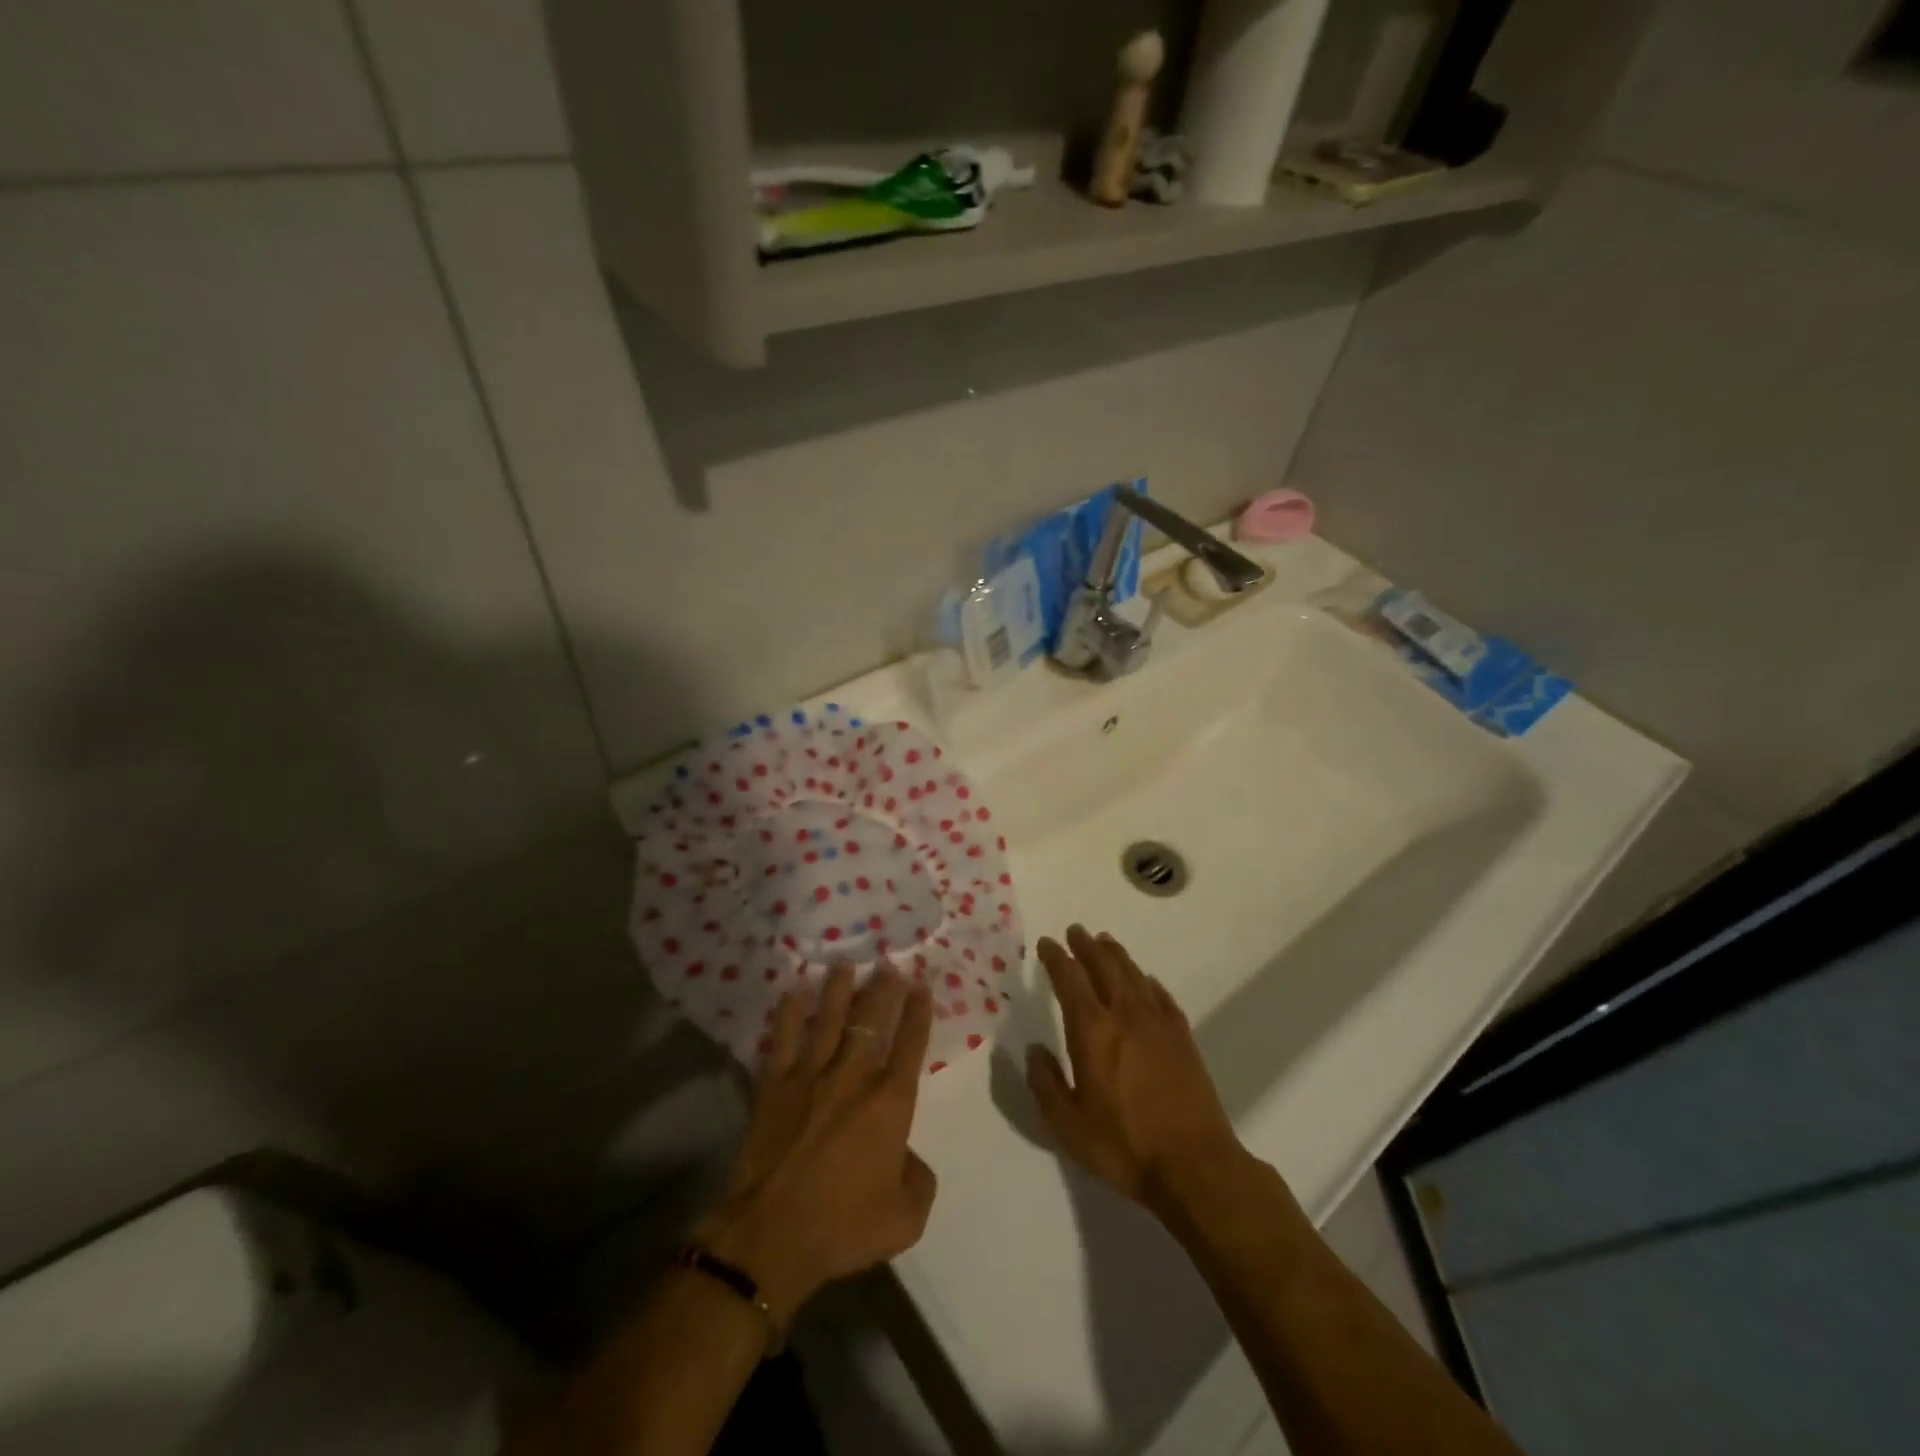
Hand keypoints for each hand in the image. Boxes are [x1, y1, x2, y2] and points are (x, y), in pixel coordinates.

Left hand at [694, 966, 936, 1326]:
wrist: (772, 1236)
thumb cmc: (844, 1226)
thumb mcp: (906, 1217)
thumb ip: (919, 1179)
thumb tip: (908, 1156)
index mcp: (890, 1101)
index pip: (911, 1043)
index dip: (919, 1012)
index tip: (922, 986)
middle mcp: (854, 1076)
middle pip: (873, 1019)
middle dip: (884, 988)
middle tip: (889, 963)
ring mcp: (810, 1075)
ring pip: (829, 1018)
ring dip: (839, 989)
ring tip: (845, 965)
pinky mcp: (774, 1085)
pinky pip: (783, 1039)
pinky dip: (788, 1015)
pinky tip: (793, 994)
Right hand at [1026, 926, 1245, 1215]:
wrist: (1195, 1166)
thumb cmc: (1124, 1146)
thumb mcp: (1068, 1125)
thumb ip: (1045, 1083)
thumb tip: (1034, 1049)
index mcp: (1092, 1031)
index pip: (1070, 979)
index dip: (1056, 958)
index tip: (1047, 943)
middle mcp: (1125, 1015)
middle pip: (1104, 966)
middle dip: (1086, 946)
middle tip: (1075, 931)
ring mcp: (1159, 1024)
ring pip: (1134, 975)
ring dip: (1116, 955)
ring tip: (1105, 942)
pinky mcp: (1183, 1038)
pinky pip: (1162, 997)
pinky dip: (1149, 982)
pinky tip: (1146, 981)